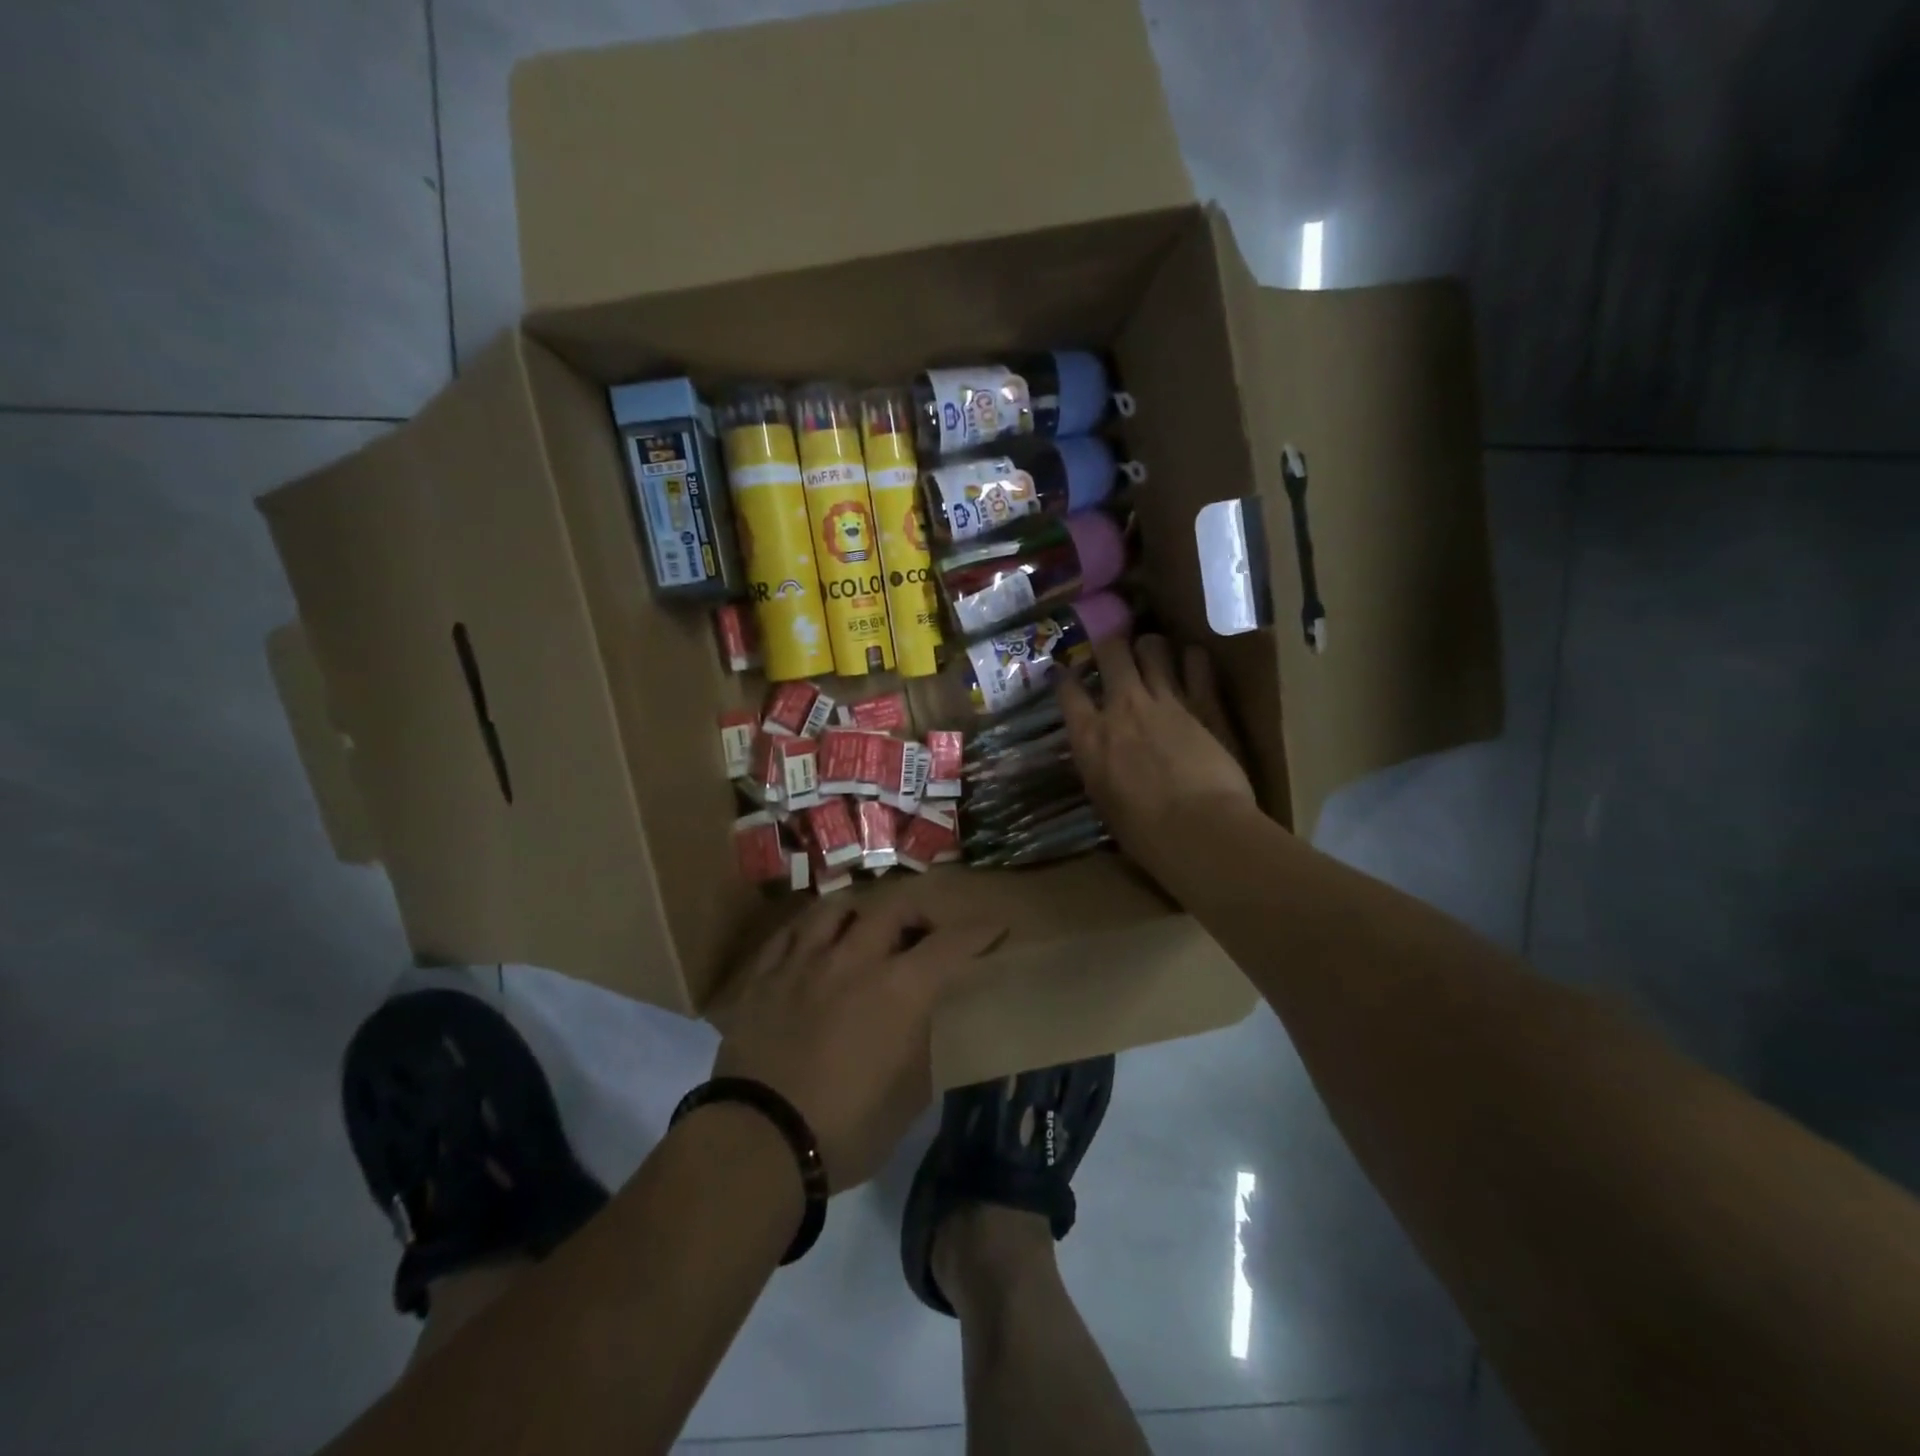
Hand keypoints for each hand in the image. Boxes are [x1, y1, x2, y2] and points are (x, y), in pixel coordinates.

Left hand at [710, 889, 1007, 1191]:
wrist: (758, 1143)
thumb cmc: (845, 1129)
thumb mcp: (908, 1098)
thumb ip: (922, 1047)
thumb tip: (923, 1023)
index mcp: (898, 989)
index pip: (950, 944)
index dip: (978, 932)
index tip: (994, 928)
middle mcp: (854, 959)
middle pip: (892, 907)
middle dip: (918, 910)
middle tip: (924, 929)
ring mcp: (804, 961)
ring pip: (836, 906)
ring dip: (861, 909)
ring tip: (866, 924)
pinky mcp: (764, 974)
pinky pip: (791, 931)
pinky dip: (812, 928)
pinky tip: (815, 939)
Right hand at [1058, 634, 1258, 887]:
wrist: (1198, 830)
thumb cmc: (1144, 834)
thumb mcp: (1103, 800)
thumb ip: (1100, 768)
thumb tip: (1102, 759)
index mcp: (1089, 736)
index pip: (1067, 690)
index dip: (1064, 676)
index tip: (1065, 672)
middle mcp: (1122, 707)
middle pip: (1111, 651)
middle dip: (1110, 646)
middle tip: (1115, 653)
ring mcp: (1165, 700)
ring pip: (1153, 647)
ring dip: (1151, 646)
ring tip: (1154, 653)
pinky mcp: (1205, 702)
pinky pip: (1197, 661)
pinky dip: (1193, 658)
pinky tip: (1193, 664)